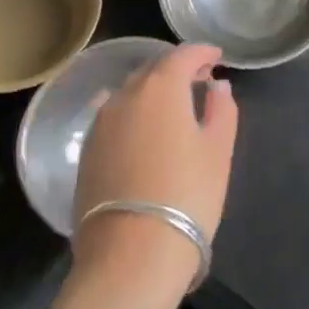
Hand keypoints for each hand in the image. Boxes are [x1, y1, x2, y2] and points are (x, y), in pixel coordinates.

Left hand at [72, 44, 237, 289]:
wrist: (130, 255)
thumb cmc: (186, 195)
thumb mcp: (218, 150)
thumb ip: (221, 109)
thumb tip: (216, 86)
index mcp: (160, 88)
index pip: (183, 55)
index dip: (203, 52)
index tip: (217, 57)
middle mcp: (124, 96)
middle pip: (153, 69)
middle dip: (177, 69)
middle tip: (200, 81)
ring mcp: (100, 124)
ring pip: (130, 93)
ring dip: (153, 91)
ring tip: (174, 107)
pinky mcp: (87, 152)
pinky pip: (114, 117)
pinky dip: (134, 113)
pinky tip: (145, 131)